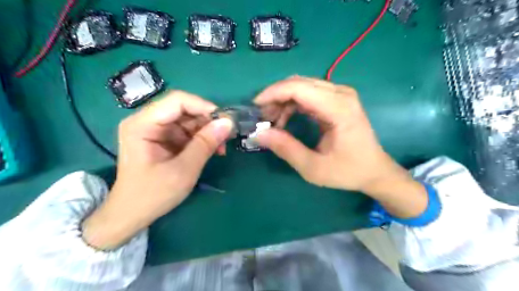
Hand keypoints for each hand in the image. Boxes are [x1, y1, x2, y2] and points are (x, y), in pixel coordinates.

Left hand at [83, 91, 233, 249]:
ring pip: (189, 120)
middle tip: (226, 137)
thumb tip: (228, 122)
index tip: (225, 121)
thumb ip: (205, 144)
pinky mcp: (163, 139)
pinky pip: (187, 131)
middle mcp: (147, 121)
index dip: (204, 106)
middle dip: (207, 122)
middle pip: (184, 109)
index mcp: (143, 124)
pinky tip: (212, 150)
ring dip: (207, 132)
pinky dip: (202, 139)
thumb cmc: (153, 195)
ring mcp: (156, 130)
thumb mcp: (184, 170)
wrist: (132, 215)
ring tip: (220, 148)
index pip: (177, 101)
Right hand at [254, 78, 427, 218]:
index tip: (255, 107)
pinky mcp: (338, 99)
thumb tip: (258, 134)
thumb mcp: (313, 167)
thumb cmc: (348, 171)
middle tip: (262, 119)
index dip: (273, 93)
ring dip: (283, 101)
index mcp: (339, 108)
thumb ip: (286, 149)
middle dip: (275, 98)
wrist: (375, 170)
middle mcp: (341, 93)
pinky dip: (292, 104)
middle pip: (299, 83)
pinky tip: (285, 119)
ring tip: (273, 123)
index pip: (298, 88)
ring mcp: (341, 94)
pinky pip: (309, 93)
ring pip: (302, 86)